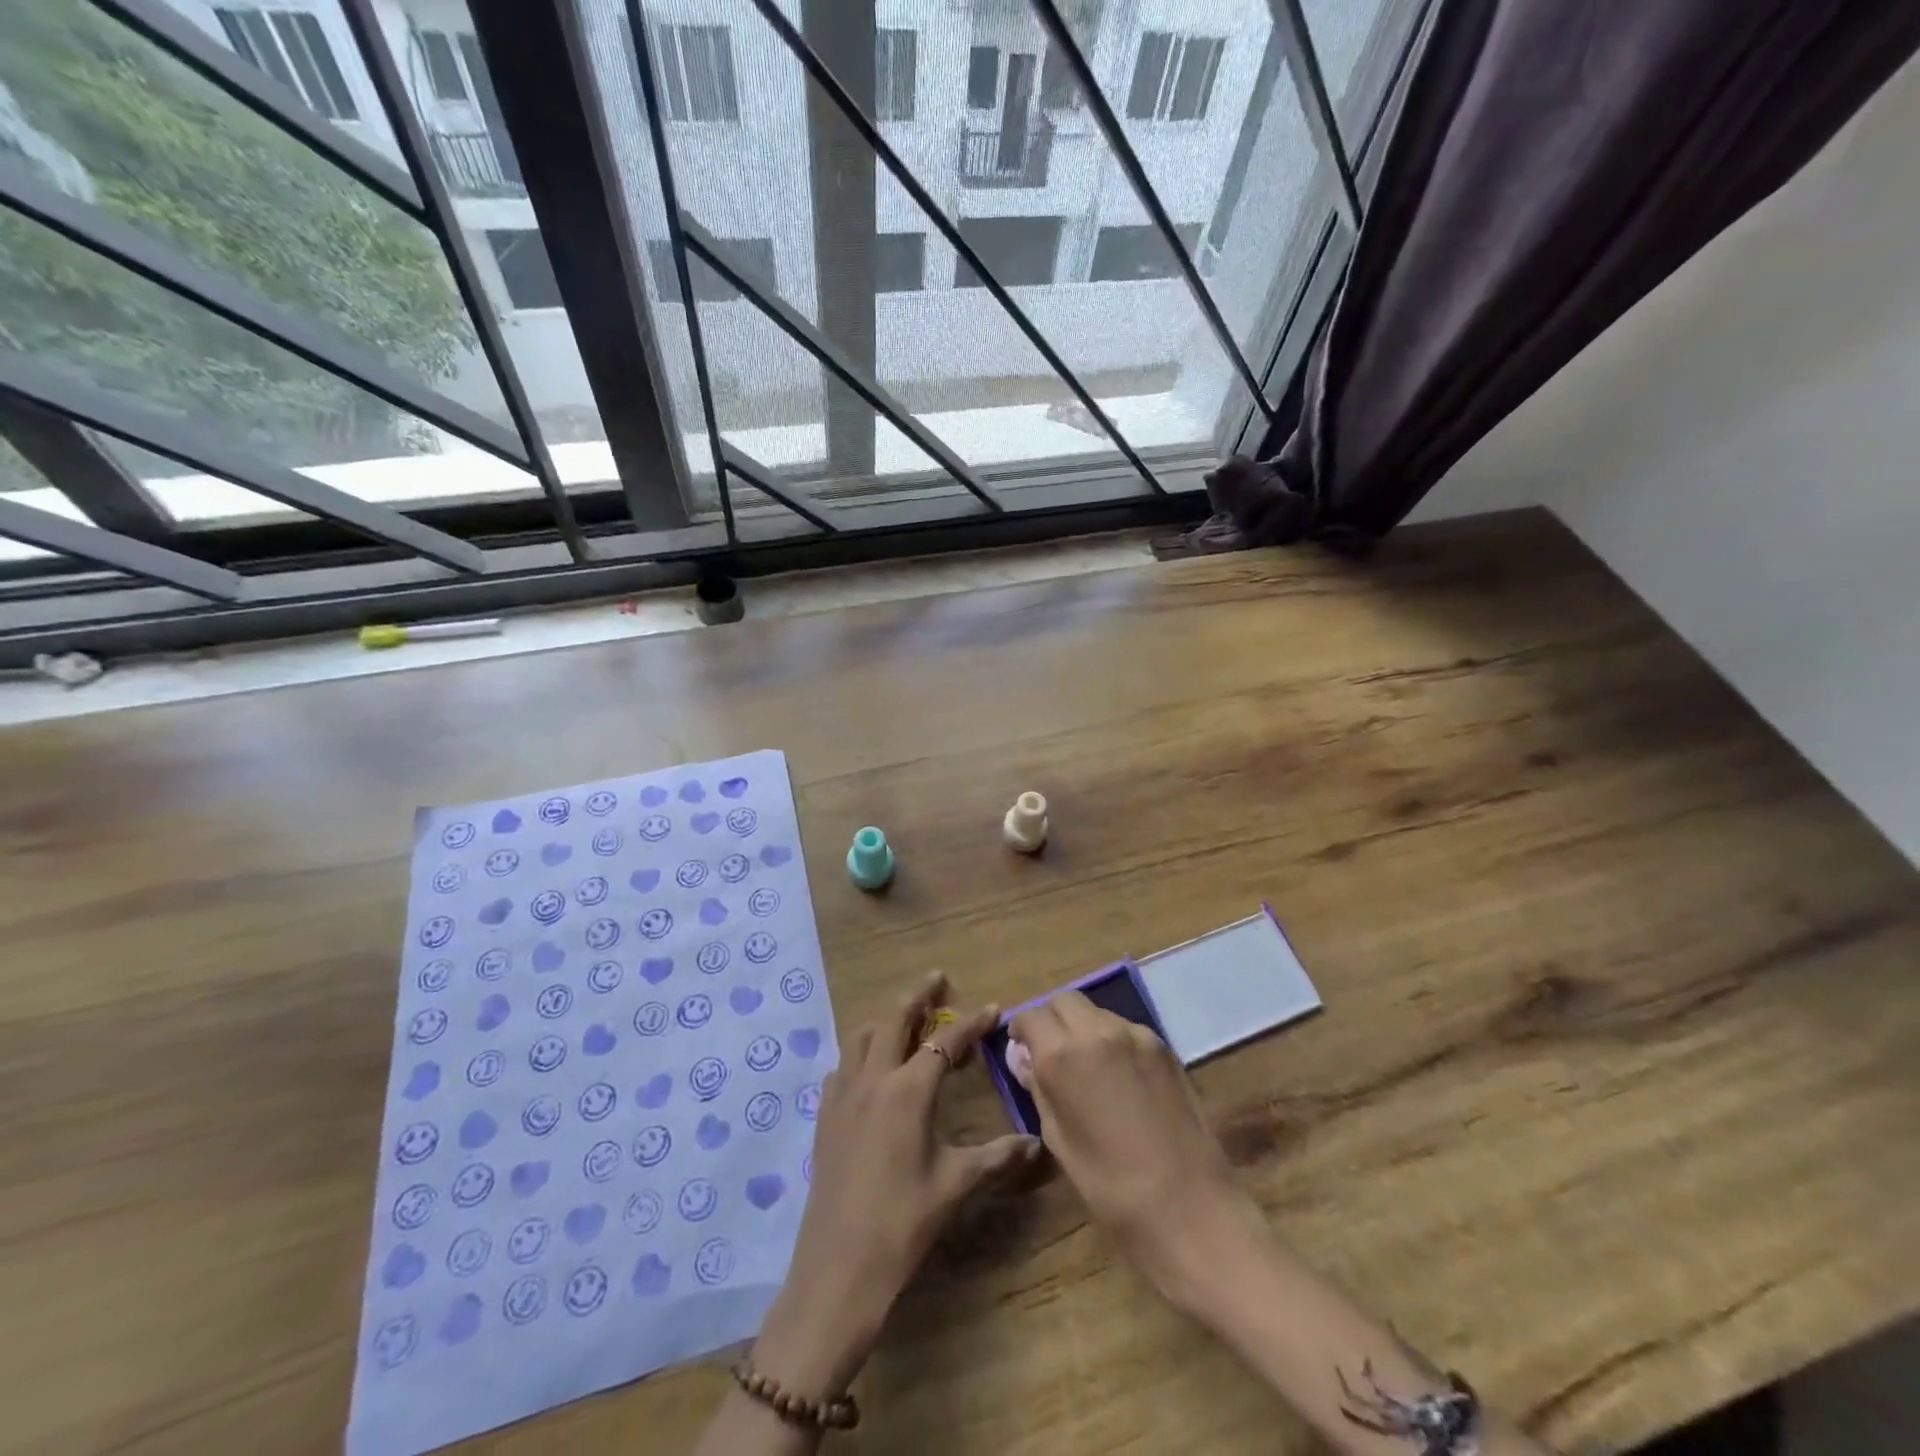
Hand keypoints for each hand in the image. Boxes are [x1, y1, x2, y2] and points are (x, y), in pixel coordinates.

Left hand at [752, 972, 1040, 1396]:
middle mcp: (872, 1080)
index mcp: (908, 1091)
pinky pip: (841, 1066)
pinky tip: (870, 1069)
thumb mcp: (954, 1186)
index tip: (992, 1007)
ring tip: (906, 1020)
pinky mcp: (824, 1116)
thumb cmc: (902, 1225)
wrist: (837, 1270)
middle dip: (918, 995)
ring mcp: (842, 1096)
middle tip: (937, 979)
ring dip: (886, 1020)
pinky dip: (859, 1053)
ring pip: (861, 1036)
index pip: (945, 1042)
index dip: (971, 1024)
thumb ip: (995, 1157)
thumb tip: (1035, 1144)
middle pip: (894, 1019)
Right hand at [1009, 991, 1255, 1298]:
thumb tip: (1023, 1058)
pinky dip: (1111, 1039)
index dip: (1021, 1031)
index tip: (1022, 1051)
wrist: (1189, 1208)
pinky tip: (1119, 1076)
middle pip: (1064, 1001)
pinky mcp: (1163, 1047)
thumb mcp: (1059, 1139)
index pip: (1031, 1016)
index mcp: (1062, 1055)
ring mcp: (1135, 1035)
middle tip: (1051, 1054)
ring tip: (1087, 1067)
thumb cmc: (1110, 1186)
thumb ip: (1039, 1088)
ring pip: (1096, 1011)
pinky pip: (1125, 1028)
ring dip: (1082, 1027)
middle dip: (1052, 1020)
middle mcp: (1097, 1031)